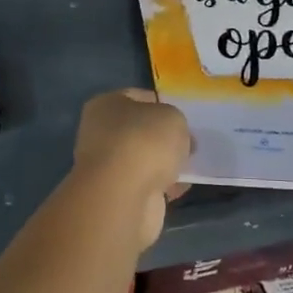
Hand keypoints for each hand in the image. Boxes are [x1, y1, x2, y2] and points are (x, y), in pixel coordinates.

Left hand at [73, 89, 191, 249]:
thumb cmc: (144, 142)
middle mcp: (100, 133)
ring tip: (192, 164)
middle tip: (191, 142)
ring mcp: (107, 166)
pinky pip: (147, 184)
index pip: (138, 97)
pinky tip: (182, 186)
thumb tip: (178, 139)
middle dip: (164, 137)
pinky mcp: (118, 194)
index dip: (163, 103)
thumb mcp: (172, 117)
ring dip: (164, 163)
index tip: (185, 116)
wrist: (124, 195)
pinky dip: (163, 186)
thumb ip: (175, 122)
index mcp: (106, 105)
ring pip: (143, 159)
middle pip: (140, 130)